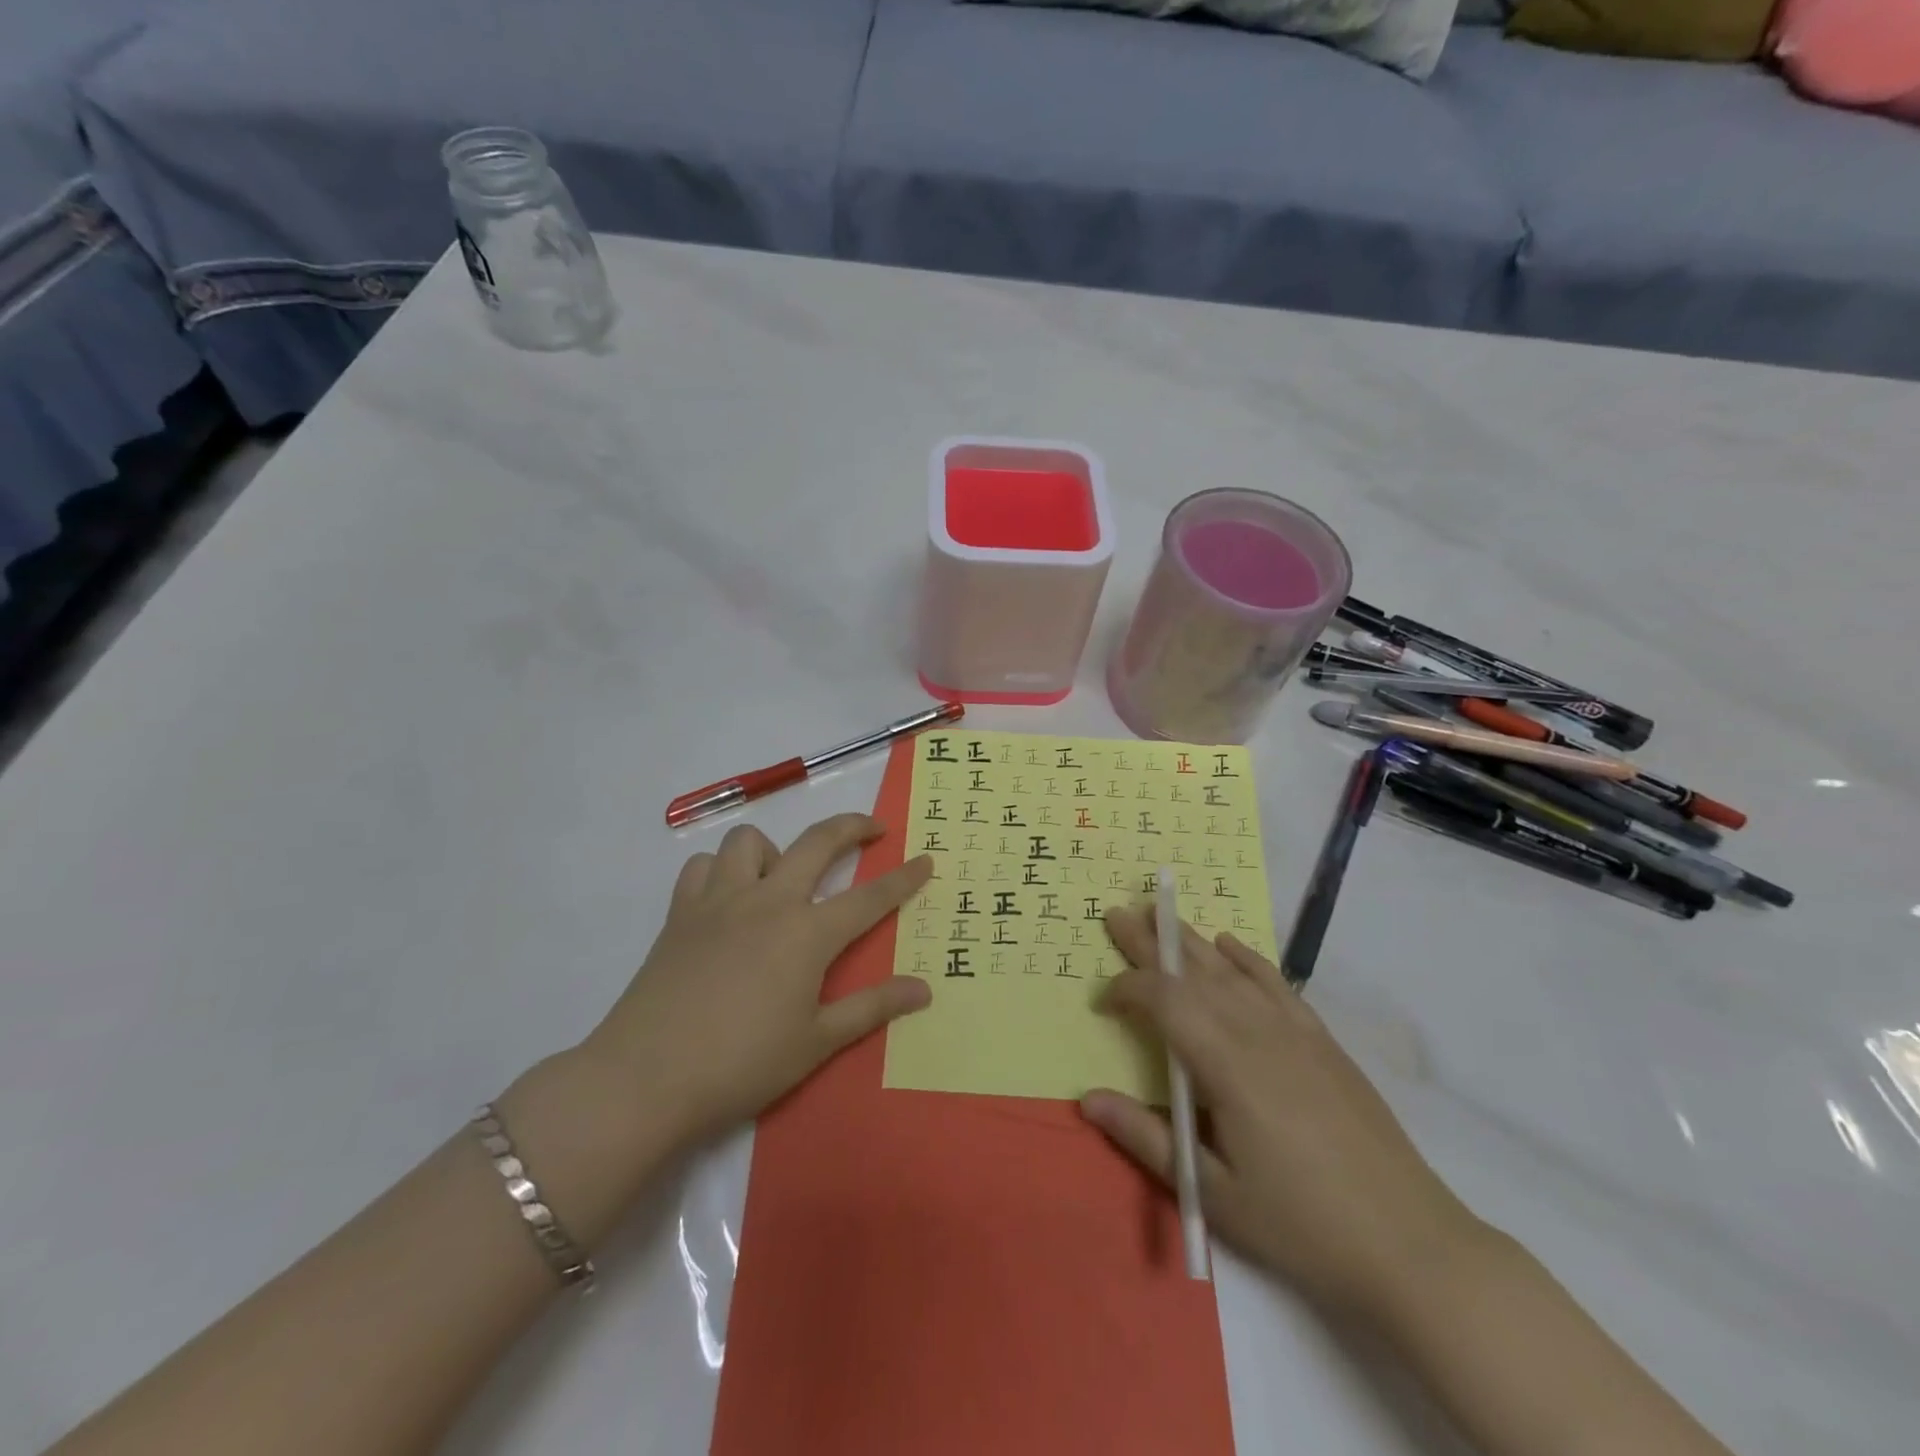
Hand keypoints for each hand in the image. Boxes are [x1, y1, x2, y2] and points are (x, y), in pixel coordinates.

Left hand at [583, 813, 933, 1147]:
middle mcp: (768, 902)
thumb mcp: (816, 1042)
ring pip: (751, 841)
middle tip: (873, 829)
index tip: (926, 860)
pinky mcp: (681, 913)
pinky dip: (720, 871)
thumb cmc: (741, 1064)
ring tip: (782, 879)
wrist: (645, 1078)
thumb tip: (923, 989)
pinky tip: (728, 899)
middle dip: (853, 827)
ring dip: (775, 850)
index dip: (903, 878)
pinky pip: (703, 867)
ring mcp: (720, 901)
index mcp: (807, 934)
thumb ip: (872, 1007)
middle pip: (817, 842)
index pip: (869, 897)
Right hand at [1082, 907, 1486, 1319]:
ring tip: (1161, 916)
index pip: (1165, 1001)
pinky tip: (1229, 944)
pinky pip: (1276, 983)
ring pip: (1231, 971)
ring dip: (1191, 942)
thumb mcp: (1214, 1192)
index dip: (1127, 991)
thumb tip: (1087, 1097)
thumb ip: (1146, 1137)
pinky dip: (1247, 959)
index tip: (1102, 1004)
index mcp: (1227, 1065)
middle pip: (1194, 973)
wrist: (1410, 1243)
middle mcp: (1258, 1032)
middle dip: (1151, 943)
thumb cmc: (1300, 1223)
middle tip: (1117, 913)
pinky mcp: (1321, 1040)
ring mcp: (1295, 1031)